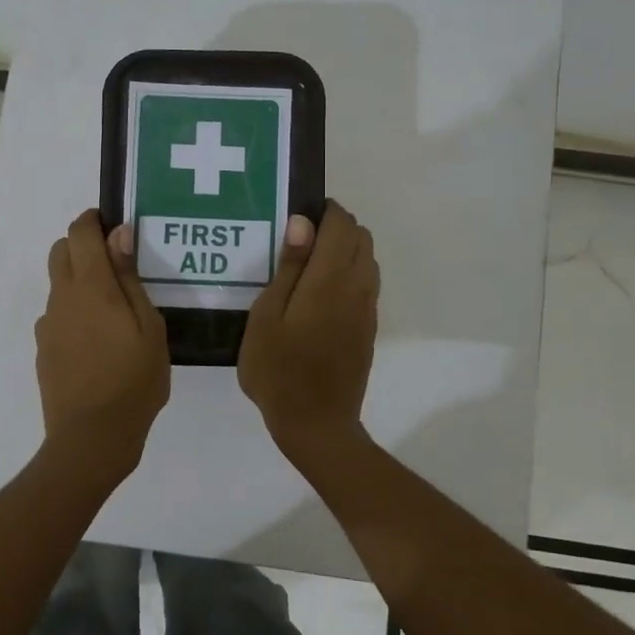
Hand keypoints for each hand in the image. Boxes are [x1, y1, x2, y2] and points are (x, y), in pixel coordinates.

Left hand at [35, 210, 170, 489]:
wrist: (91, 438)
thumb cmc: (133, 380)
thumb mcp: (149, 327)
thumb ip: (130, 278)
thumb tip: (118, 234)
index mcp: (90, 286)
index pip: (79, 232)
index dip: (93, 220)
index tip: (114, 226)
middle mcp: (61, 298)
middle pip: (60, 251)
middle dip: (83, 245)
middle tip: (115, 265)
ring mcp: (48, 325)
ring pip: (58, 284)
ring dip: (78, 280)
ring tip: (112, 310)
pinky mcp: (43, 349)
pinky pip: (57, 315)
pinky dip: (73, 311)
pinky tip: (97, 340)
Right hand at [239, 201, 379, 467]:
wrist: (316, 424)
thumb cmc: (278, 370)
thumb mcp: (267, 316)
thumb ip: (288, 267)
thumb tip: (302, 223)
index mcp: (330, 278)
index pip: (342, 224)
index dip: (324, 211)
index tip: (297, 216)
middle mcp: (357, 287)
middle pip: (361, 237)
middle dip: (335, 227)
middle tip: (298, 242)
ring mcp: (367, 309)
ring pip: (368, 259)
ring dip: (344, 250)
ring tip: (307, 267)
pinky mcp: (368, 328)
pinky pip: (366, 284)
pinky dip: (349, 274)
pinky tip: (319, 295)